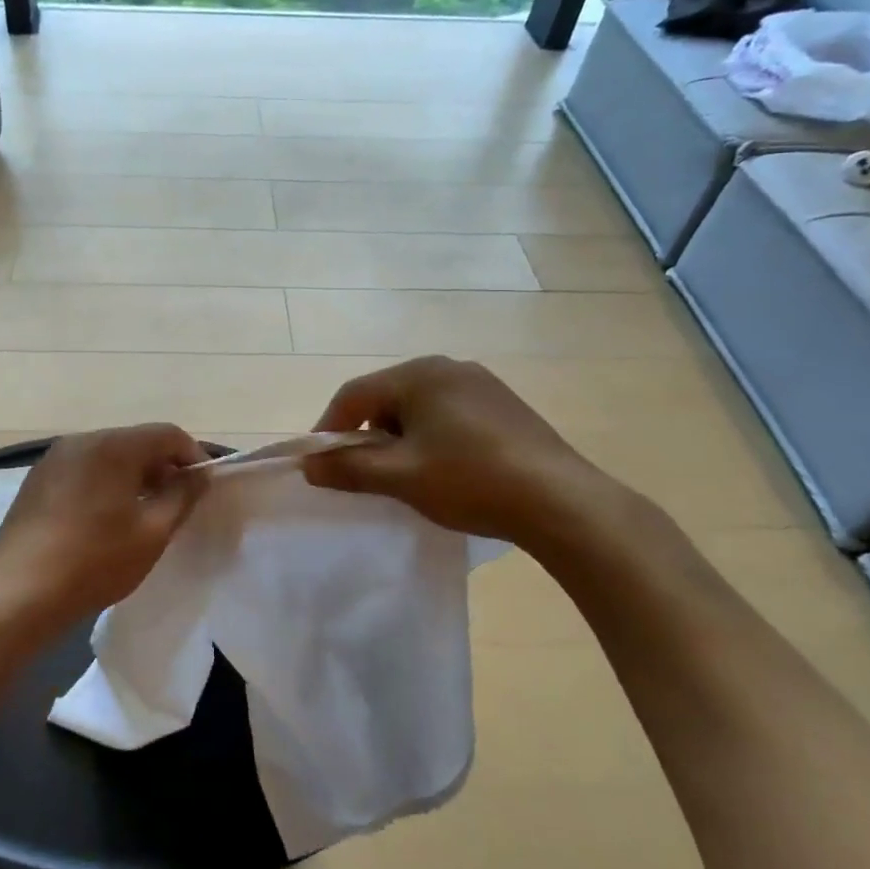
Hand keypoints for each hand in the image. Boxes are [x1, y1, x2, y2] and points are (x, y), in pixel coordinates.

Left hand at [0, 424, 208, 622]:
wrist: (17, 592)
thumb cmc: (95, 561)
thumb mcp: (152, 533)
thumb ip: (182, 496)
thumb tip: (198, 475)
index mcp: (113, 446)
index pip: (167, 434)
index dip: (192, 455)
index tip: (203, 486)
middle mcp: (82, 440)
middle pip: (135, 441)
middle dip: (162, 466)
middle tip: (177, 503)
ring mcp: (54, 458)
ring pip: (108, 456)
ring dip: (133, 476)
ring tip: (143, 513)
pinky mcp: (37, 480)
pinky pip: (83, 470)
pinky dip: (104, 483)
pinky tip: (105, 519)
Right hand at [303, 356, 636, 558]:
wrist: (560, 501)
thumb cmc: (470, 480)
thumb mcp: (401, 477)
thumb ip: (349, 468)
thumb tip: (309, 465)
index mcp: (420, 374)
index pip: (355, 394)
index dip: (330, 427)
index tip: (319, 463)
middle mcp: (449, 367)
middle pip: (387, 397)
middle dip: (368, 434)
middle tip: (364, 472)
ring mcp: (482, 384)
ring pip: (420, 406)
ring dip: (401, 437)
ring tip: (407, 475)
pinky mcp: (504, 406)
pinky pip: (450, 414)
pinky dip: (433, 437)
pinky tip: (447, 469)